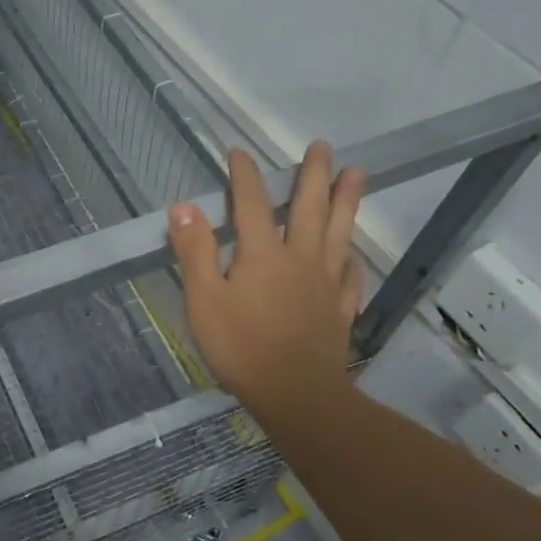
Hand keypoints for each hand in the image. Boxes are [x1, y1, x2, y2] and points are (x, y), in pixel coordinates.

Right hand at [167, 143, 364, 419]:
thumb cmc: (241, 347)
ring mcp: (326, 283)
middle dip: (314, 174)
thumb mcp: (204, 300)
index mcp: (262, 254)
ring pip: (339, 232)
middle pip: (309, 208)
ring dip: (347, 200)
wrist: (297, 394)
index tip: (239, 152)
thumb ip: (195, 251)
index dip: (245, 175)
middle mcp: (300, 258)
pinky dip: (351, 255)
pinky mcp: (340, 308)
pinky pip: (350, 272)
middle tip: (323, 146)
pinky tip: (351, 250)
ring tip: (358, 173)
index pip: (252, 203)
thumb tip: (183, 207)